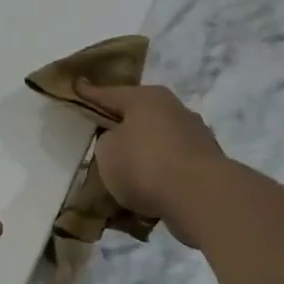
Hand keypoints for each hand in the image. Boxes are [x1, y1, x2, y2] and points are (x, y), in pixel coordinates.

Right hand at [76, 82, 231, 246]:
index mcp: (147, 98)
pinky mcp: (206, 165)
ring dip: (141, 157)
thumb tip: (120, 143)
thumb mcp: (107, 152)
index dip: (90, 94)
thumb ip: (107, 142)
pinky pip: (170, 169)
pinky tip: (144, 196)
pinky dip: (157, 178)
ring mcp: (195, 137)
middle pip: (138, 118)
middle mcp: (174, 110)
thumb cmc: (144, 164)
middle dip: (121, 129)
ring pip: (156, 144)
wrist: (201, 197)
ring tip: (122, 178)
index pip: (109, 94)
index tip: (77, 86)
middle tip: (101, 140)